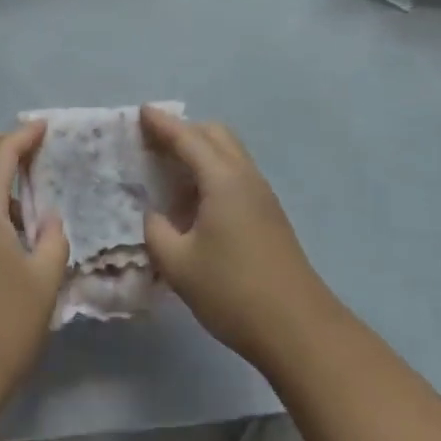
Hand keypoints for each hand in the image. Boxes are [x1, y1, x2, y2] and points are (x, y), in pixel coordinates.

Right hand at [142, 109, 341, 373]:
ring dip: (200, 151)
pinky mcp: (268, 214)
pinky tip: (194, 201)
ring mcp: (261, 194)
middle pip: (214, 134)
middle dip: (184, 131)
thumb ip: (156, 231)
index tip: (141, 111)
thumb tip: (154, 215)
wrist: (298, 328)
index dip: (162, 124)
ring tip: (169, 170)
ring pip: (228, 153)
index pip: (188, 138)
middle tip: (153, 143)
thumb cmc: (233, 291)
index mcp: (222, 179)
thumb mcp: (179, 265)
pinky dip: (211, 171)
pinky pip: (235, 173)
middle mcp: (245, 176)